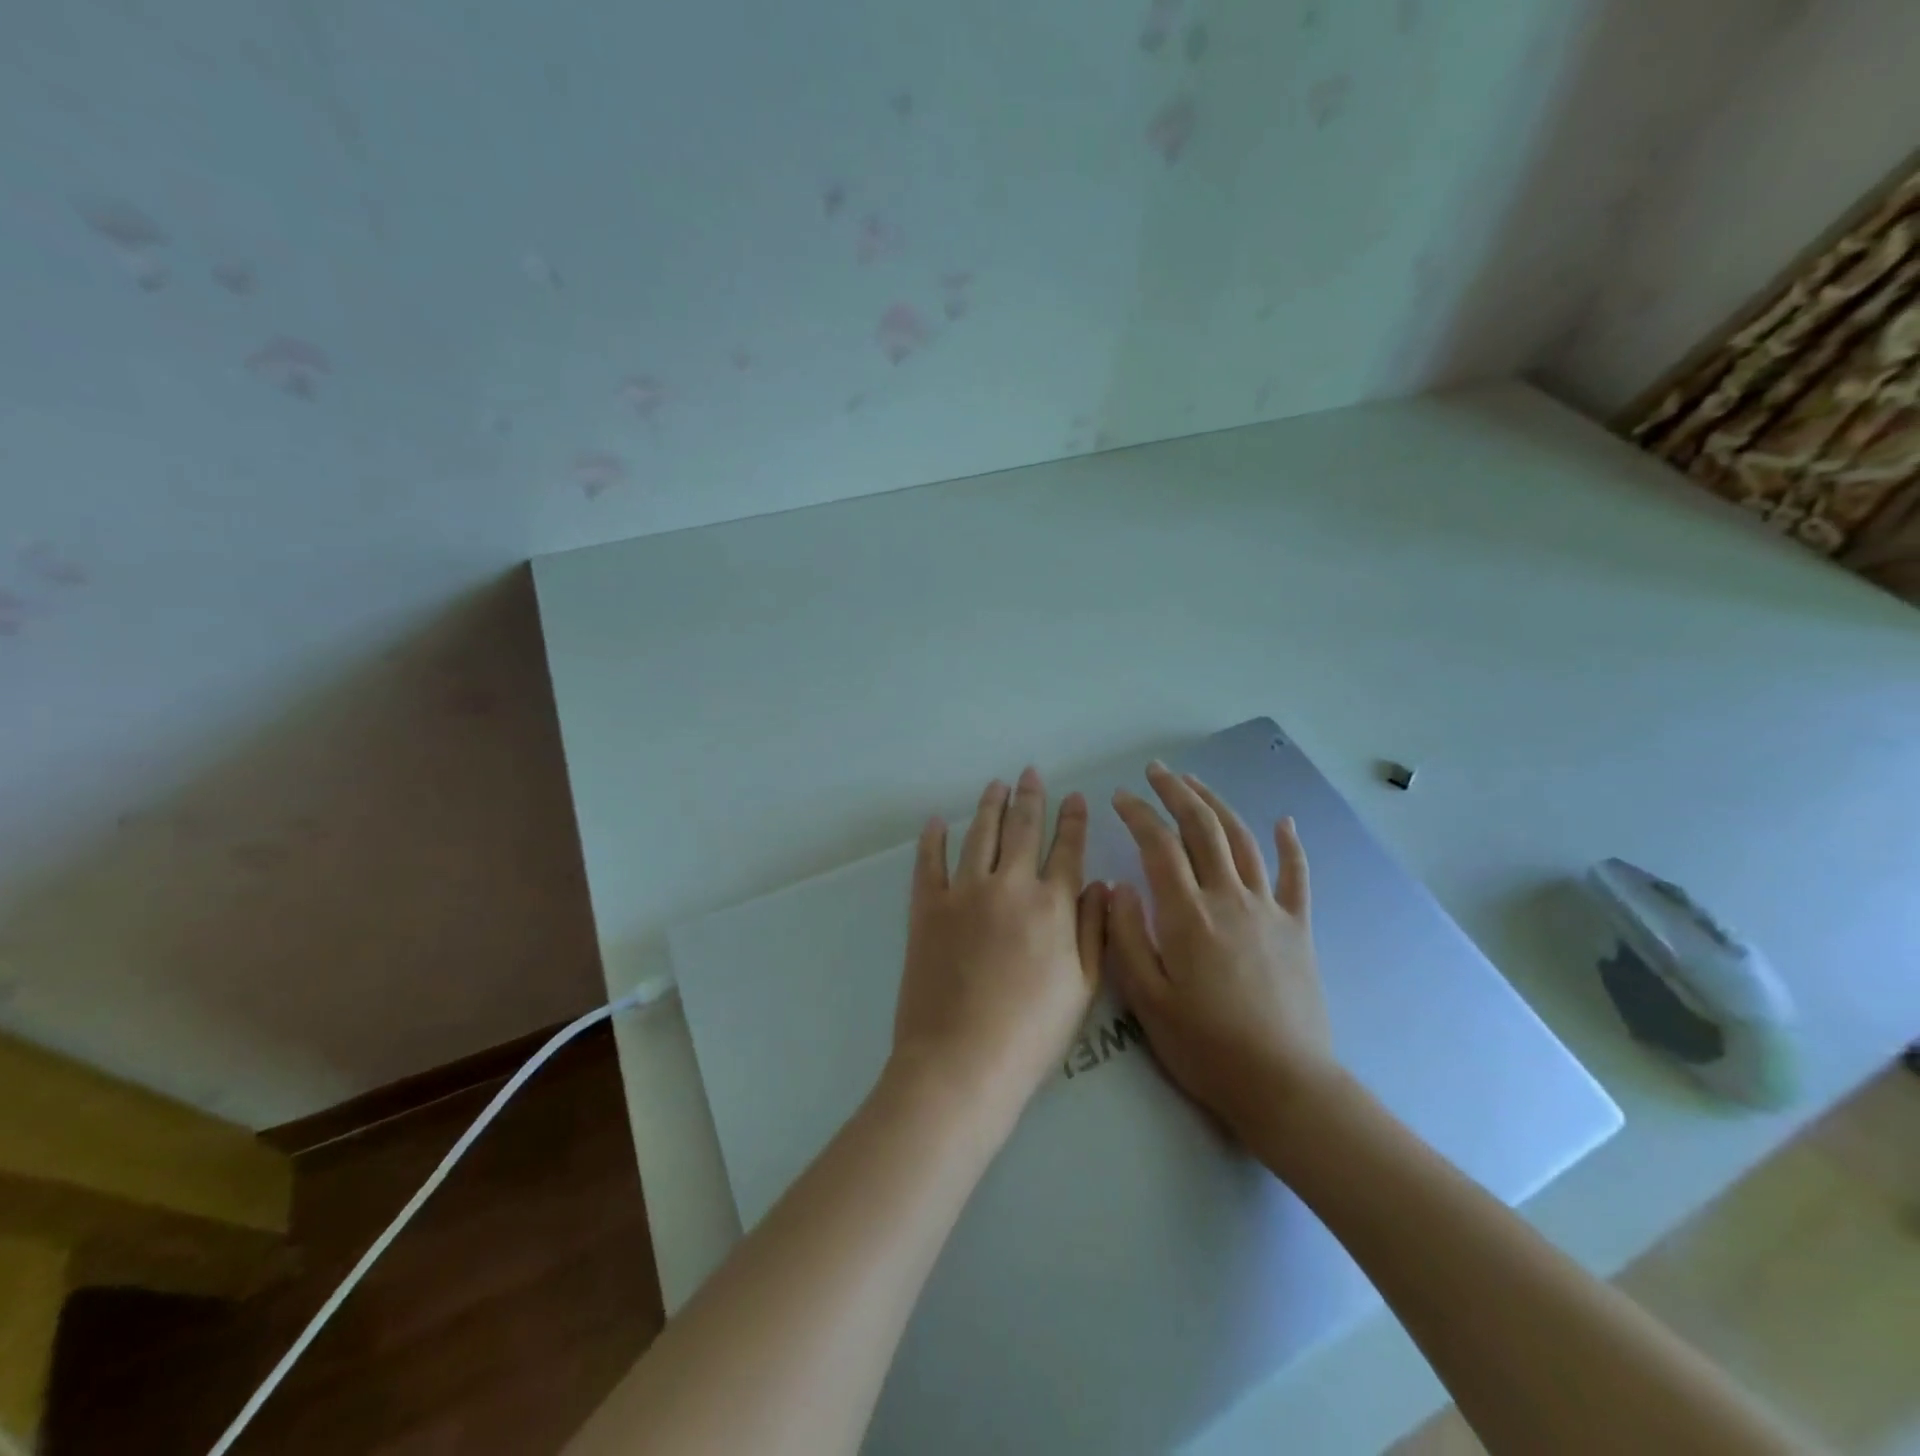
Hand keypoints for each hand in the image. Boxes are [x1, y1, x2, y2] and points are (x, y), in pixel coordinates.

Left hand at [894, 768, 1107, 1116]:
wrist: (961, 1060)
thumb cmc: (1031, 1032)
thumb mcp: (1083, 987)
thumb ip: (1094, 930)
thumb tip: (1102, 884)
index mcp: (1052, 905)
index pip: (1067, 849)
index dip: (1073, 820)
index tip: (1076, 796)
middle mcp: (1009, 885)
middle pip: (1022, 829)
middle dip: (1030, 797)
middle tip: (1030, 773)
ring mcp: (963, 892)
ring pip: (979, 834)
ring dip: (989, 806)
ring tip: (995, 785)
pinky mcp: (926, 907)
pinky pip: (929, 861)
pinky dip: (932, 839)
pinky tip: (936, 822)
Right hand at [1106, 762, 1335, 1136]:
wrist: (1284, 1085)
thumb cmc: (1205, 1046)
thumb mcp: (1146, 999)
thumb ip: (1127, 937)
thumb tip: (1117, 886)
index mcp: (1187, 914)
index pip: (1158, 845)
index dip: (1137, 814)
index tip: (1120, 797)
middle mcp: (1229, 898)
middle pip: (1202, 828)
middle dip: (1176, 792)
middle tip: (1156, 770)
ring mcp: (1268, 909)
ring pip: (1241, 840)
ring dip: (1217, 804)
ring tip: (1196, 782)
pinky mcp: (1298, 928)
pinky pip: (1296, 876)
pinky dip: (1290, 845)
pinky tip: (1284, 822)